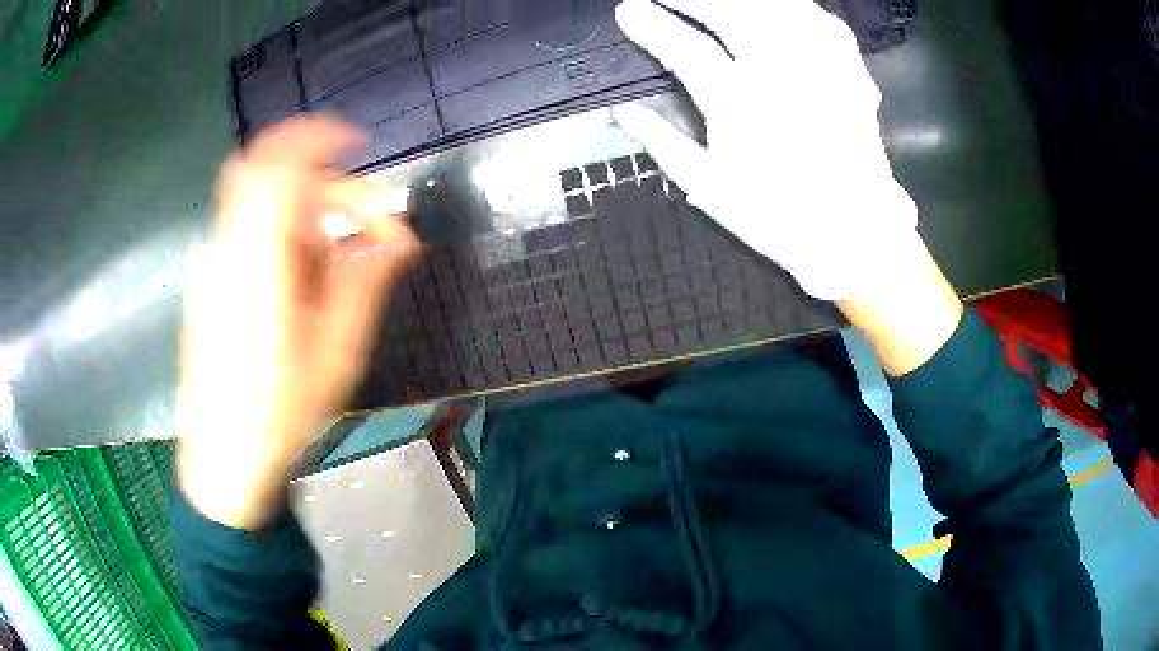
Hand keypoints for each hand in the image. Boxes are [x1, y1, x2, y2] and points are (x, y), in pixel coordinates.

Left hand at [177, 116, 421, 528]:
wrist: (223, 459)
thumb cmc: (279, 415)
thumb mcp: (336, 355)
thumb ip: (366, 284)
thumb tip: (402, 239)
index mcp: (257, 261)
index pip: (281, 165)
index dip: (319, 138)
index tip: (360, 144)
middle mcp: (227, 249)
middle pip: (270, 173)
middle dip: (322, 183)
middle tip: (357, 224)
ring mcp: (212, 263)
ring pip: (258, 201)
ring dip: (302, 213)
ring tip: (330, 264)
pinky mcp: (208, 280)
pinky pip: (248, 230)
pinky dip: (282, 234)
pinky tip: (299, 285)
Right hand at [613, 0, 922, 301]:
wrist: (855, 236)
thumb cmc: (779, 218)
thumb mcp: (710, 189)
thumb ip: (663, 143)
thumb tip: (623, 112)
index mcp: (741, 107)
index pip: (685, 49)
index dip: (652, 25)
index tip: (627, 10)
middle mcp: (781, 76)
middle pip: (732, 14)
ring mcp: (821, 70)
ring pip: (777, 9)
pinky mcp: (850, 73)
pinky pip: (822, 22)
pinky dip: (795, 6)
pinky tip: (778, 6)